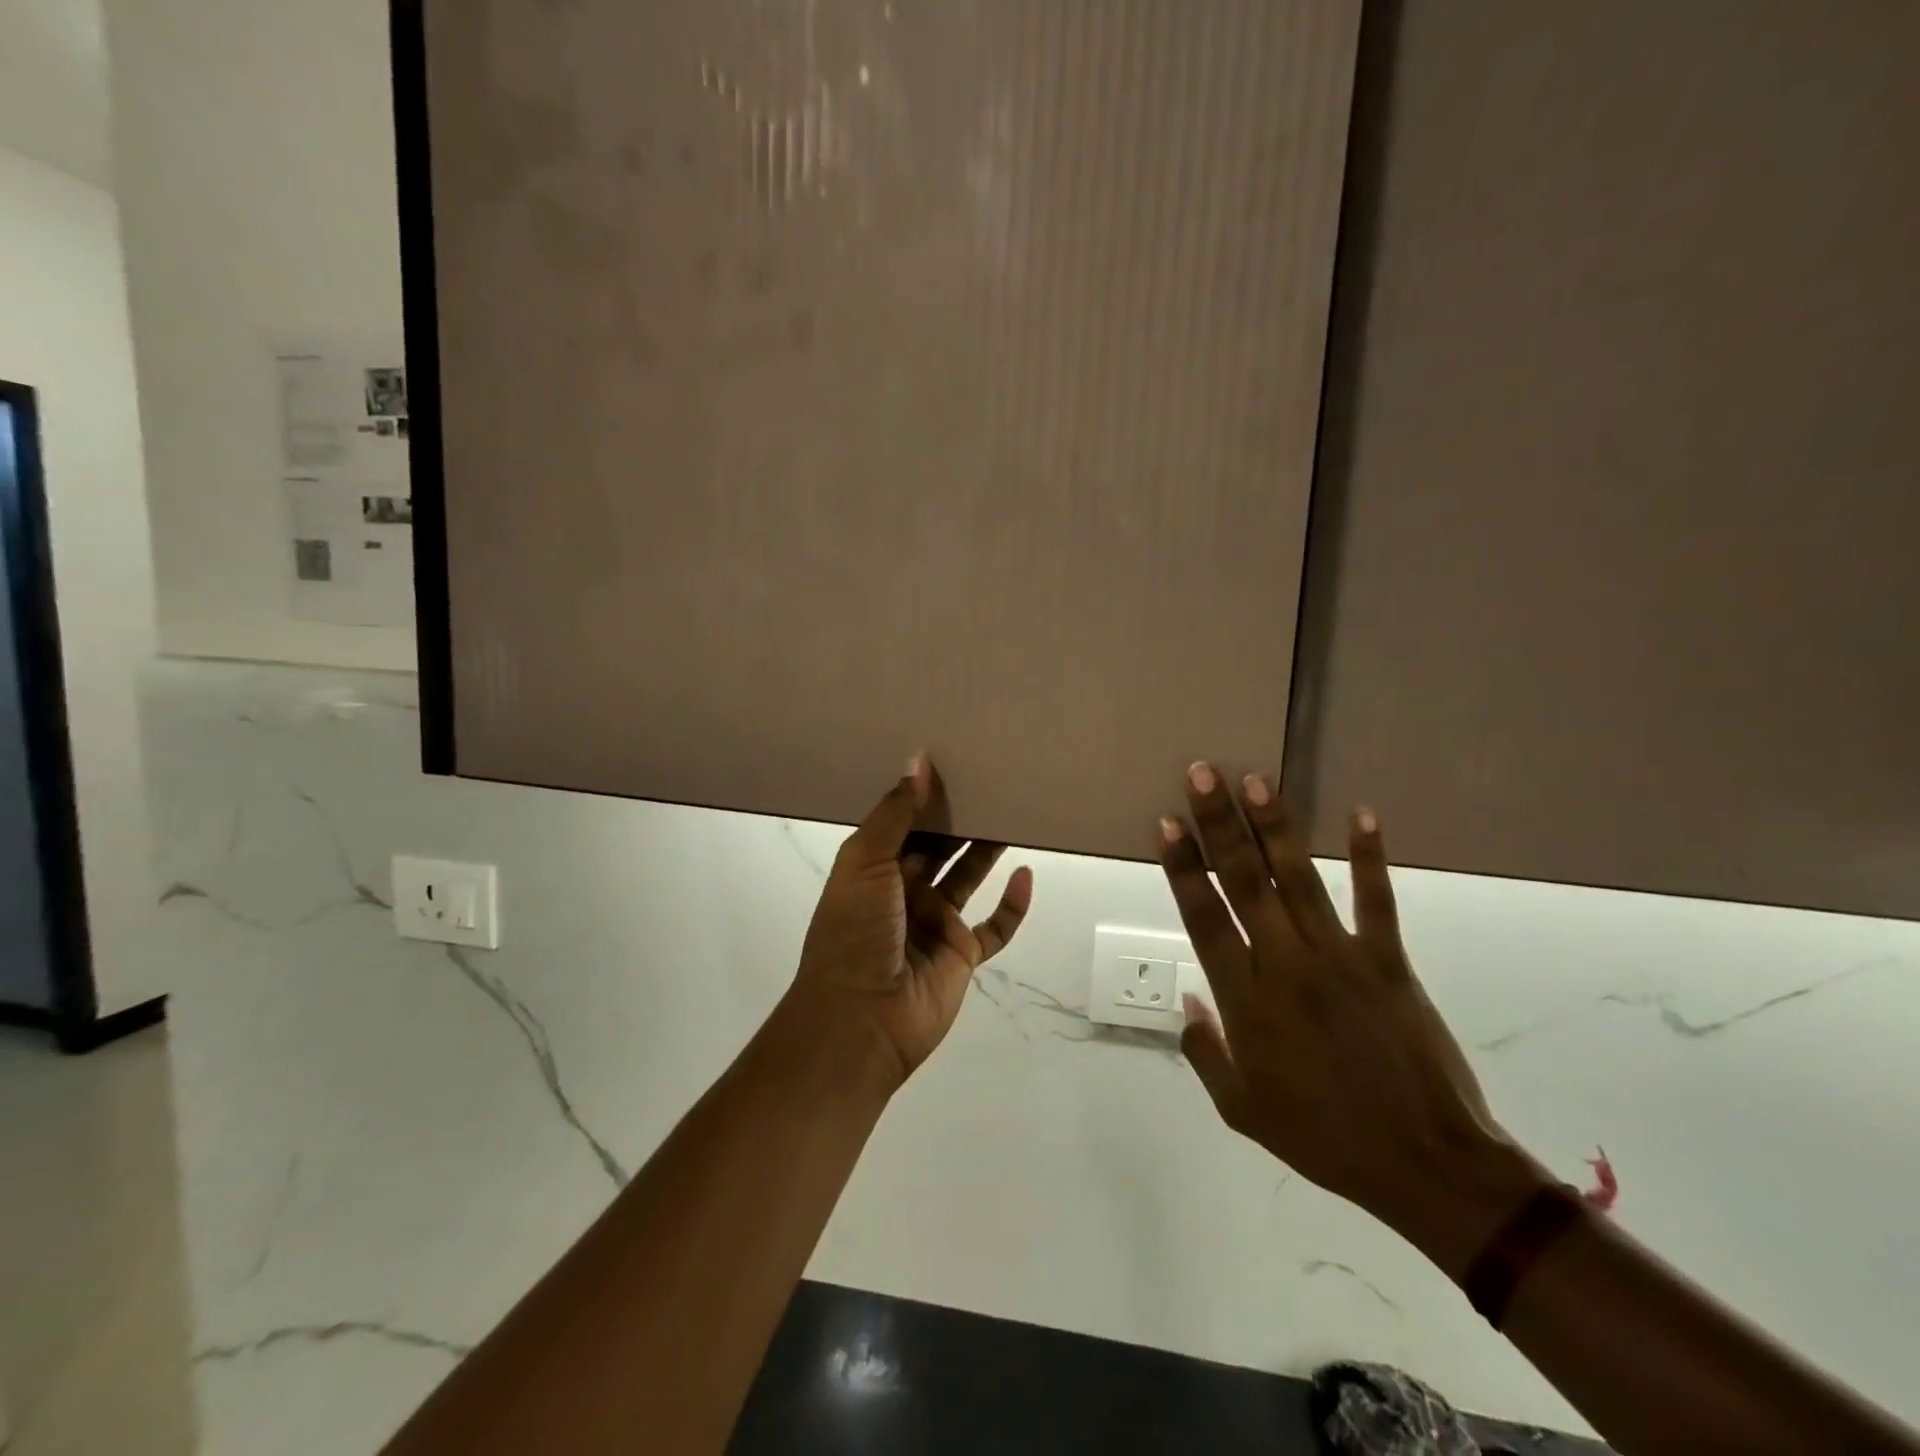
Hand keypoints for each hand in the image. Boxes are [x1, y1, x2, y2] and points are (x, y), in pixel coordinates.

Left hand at [788, 754, 1034, 1091]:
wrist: (861, 1018)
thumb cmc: (855, 932)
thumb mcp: (865, 862)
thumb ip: (894, 814)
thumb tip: (919, 760)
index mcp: (873, 869)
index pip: (903, 823)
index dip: (924, 797)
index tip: (952, 762)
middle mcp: (904, 892)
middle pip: (938, 847)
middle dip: (960, 819)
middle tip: (992, 782)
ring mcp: (934, 924)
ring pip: (968, 878)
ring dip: (987, 851)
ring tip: (1014, 814)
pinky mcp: (961, 955)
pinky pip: (994, 927)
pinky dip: (1012, 905)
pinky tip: (1026, 875)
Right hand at [1160, 763, 1543, 1271]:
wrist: (1426, 1166)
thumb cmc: (1325, 1138)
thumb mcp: (1242, 1112)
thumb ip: (1205, 1053)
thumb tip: (1186, 1000)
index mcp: (1246, 1001)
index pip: (1204, 918)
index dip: (1184, 867)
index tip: (1167, 823)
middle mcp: (1286, 966)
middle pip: (1244, 883)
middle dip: (1219, 825)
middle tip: (1202, 774)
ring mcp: (1340, 959)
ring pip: (1298, 880)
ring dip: (1275, 828)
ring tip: (1254, 780)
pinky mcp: (1390, 963)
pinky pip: (1377, 902)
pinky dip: (1370, 858)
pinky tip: (1362, 814)